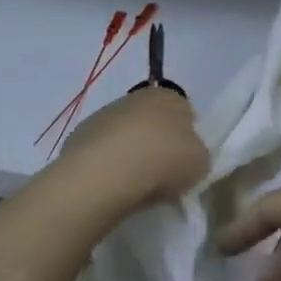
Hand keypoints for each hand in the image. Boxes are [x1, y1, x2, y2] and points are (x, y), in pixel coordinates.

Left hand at [58, 88, 208, 207]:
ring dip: (130, 153)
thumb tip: (184, 155)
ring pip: (125, 135)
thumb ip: (197, 153)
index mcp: (170, 96)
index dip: (186, 137)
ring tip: (134, 185)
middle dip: (157, 143)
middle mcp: (136, 97)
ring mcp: (104, 115)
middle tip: (161, 174)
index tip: (184, 161)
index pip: (185, 112)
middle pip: (153, 122)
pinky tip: (111, 184)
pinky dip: (108, 165)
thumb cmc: (162, 161)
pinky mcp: (79, 135)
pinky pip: (103, 152)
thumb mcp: (201, 161)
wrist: (104, 174)